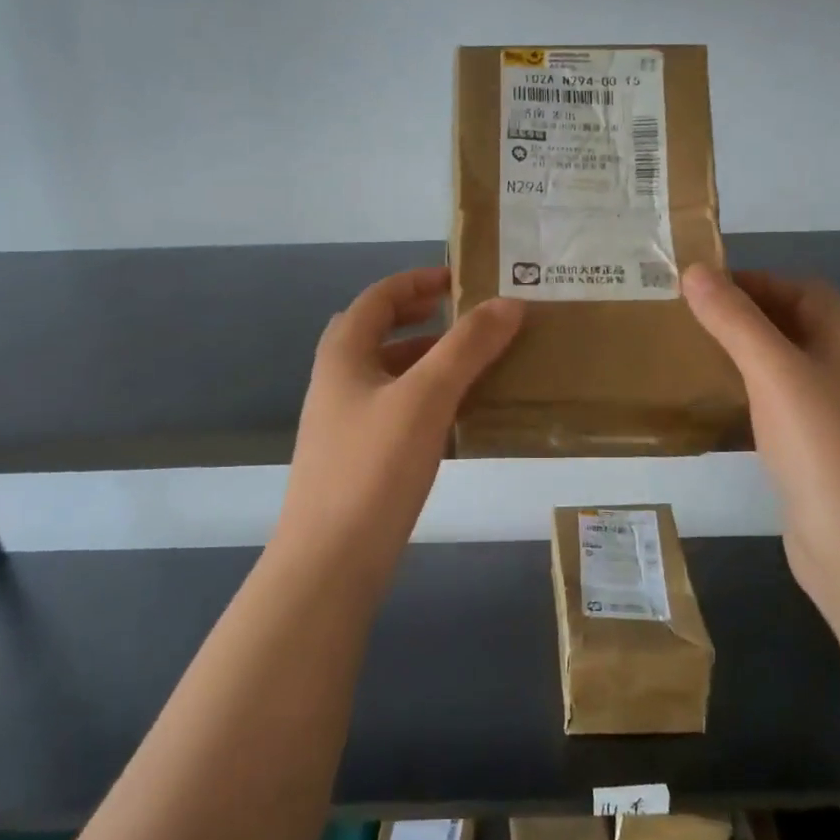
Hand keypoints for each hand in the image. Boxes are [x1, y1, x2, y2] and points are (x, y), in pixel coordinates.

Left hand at [276, 267, 523, 573]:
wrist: (330, 560)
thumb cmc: (374, 467)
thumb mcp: (426, 398)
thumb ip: (467, 347)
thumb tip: (509, 303)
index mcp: (343, 353)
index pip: (379, 297)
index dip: (419, 280)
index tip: (462, 279)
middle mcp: (337, 380)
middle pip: (379, 331)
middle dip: (423, 318)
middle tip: (469, 318)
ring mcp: (343, 422)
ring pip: (389, 373)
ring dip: (427, 360)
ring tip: (475, 364)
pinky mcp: (356, 457)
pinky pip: (395, 409)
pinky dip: (425, 398)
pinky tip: (457, 417)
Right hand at [682, 265, 839, 596]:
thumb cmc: (823, 447)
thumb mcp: (775, 373)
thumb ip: (735, 321)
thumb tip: (695, 271)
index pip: (804, 290)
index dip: (757, 281)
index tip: (703, 287)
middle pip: (796, 327)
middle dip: (746, 316)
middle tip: (690, 319)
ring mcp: (836, 418)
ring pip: (787, 369)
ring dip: (746, 356)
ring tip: (696, 356)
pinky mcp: (818, 455)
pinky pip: (781, 409)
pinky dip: (751, 396)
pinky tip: (722, 408)